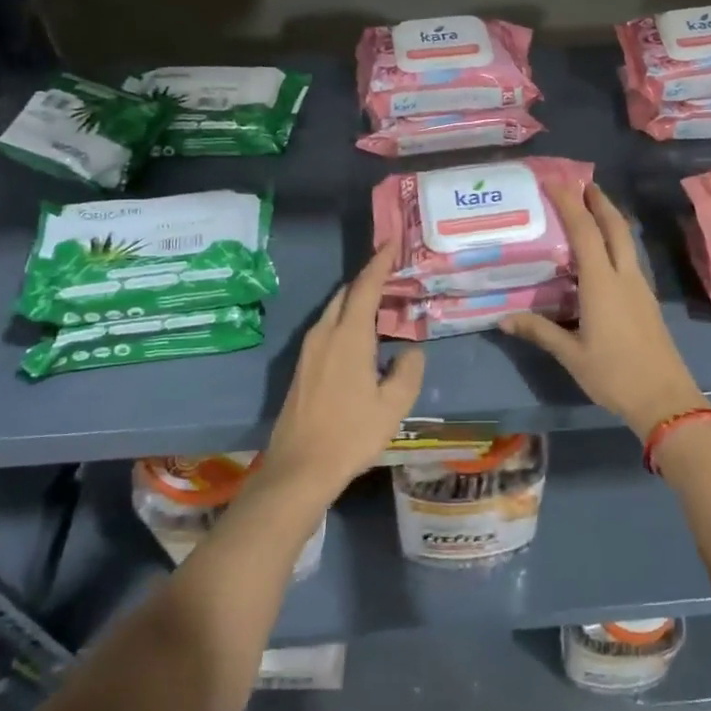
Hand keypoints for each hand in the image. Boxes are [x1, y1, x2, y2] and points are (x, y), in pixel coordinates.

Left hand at [263, 242, 425, 494]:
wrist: (299, 467)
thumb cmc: (350, 434)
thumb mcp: (393, 405)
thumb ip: (408, 371)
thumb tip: (411, 351)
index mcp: (348, 337)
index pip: (365, 287)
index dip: (379, 262)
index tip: (392, 242)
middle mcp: (325, 334)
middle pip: (347, 294)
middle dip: (369, 279)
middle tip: (394, 274)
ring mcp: (309, 350)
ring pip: (334, 310)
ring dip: (357, 300)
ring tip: (382, 303)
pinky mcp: (303, 366)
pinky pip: (327, 327)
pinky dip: (347, 318)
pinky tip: (362, 336)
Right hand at [500, 180, 708, 440]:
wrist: (665, 399)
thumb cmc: (614, 375)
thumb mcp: (571, 355)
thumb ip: (539, 331)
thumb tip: (503, 318)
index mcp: (602, 283)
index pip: (585, 231)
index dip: (570, 203)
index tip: (555, 181)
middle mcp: (624, 276)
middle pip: (615, 226)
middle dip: (599, 201)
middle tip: (581, 183)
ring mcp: (640, 287)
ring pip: (626, 241)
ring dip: (610, 219)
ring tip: (591, 209)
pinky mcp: (647, 300)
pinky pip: (628, 258)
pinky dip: (615, 242)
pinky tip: (603, 254)